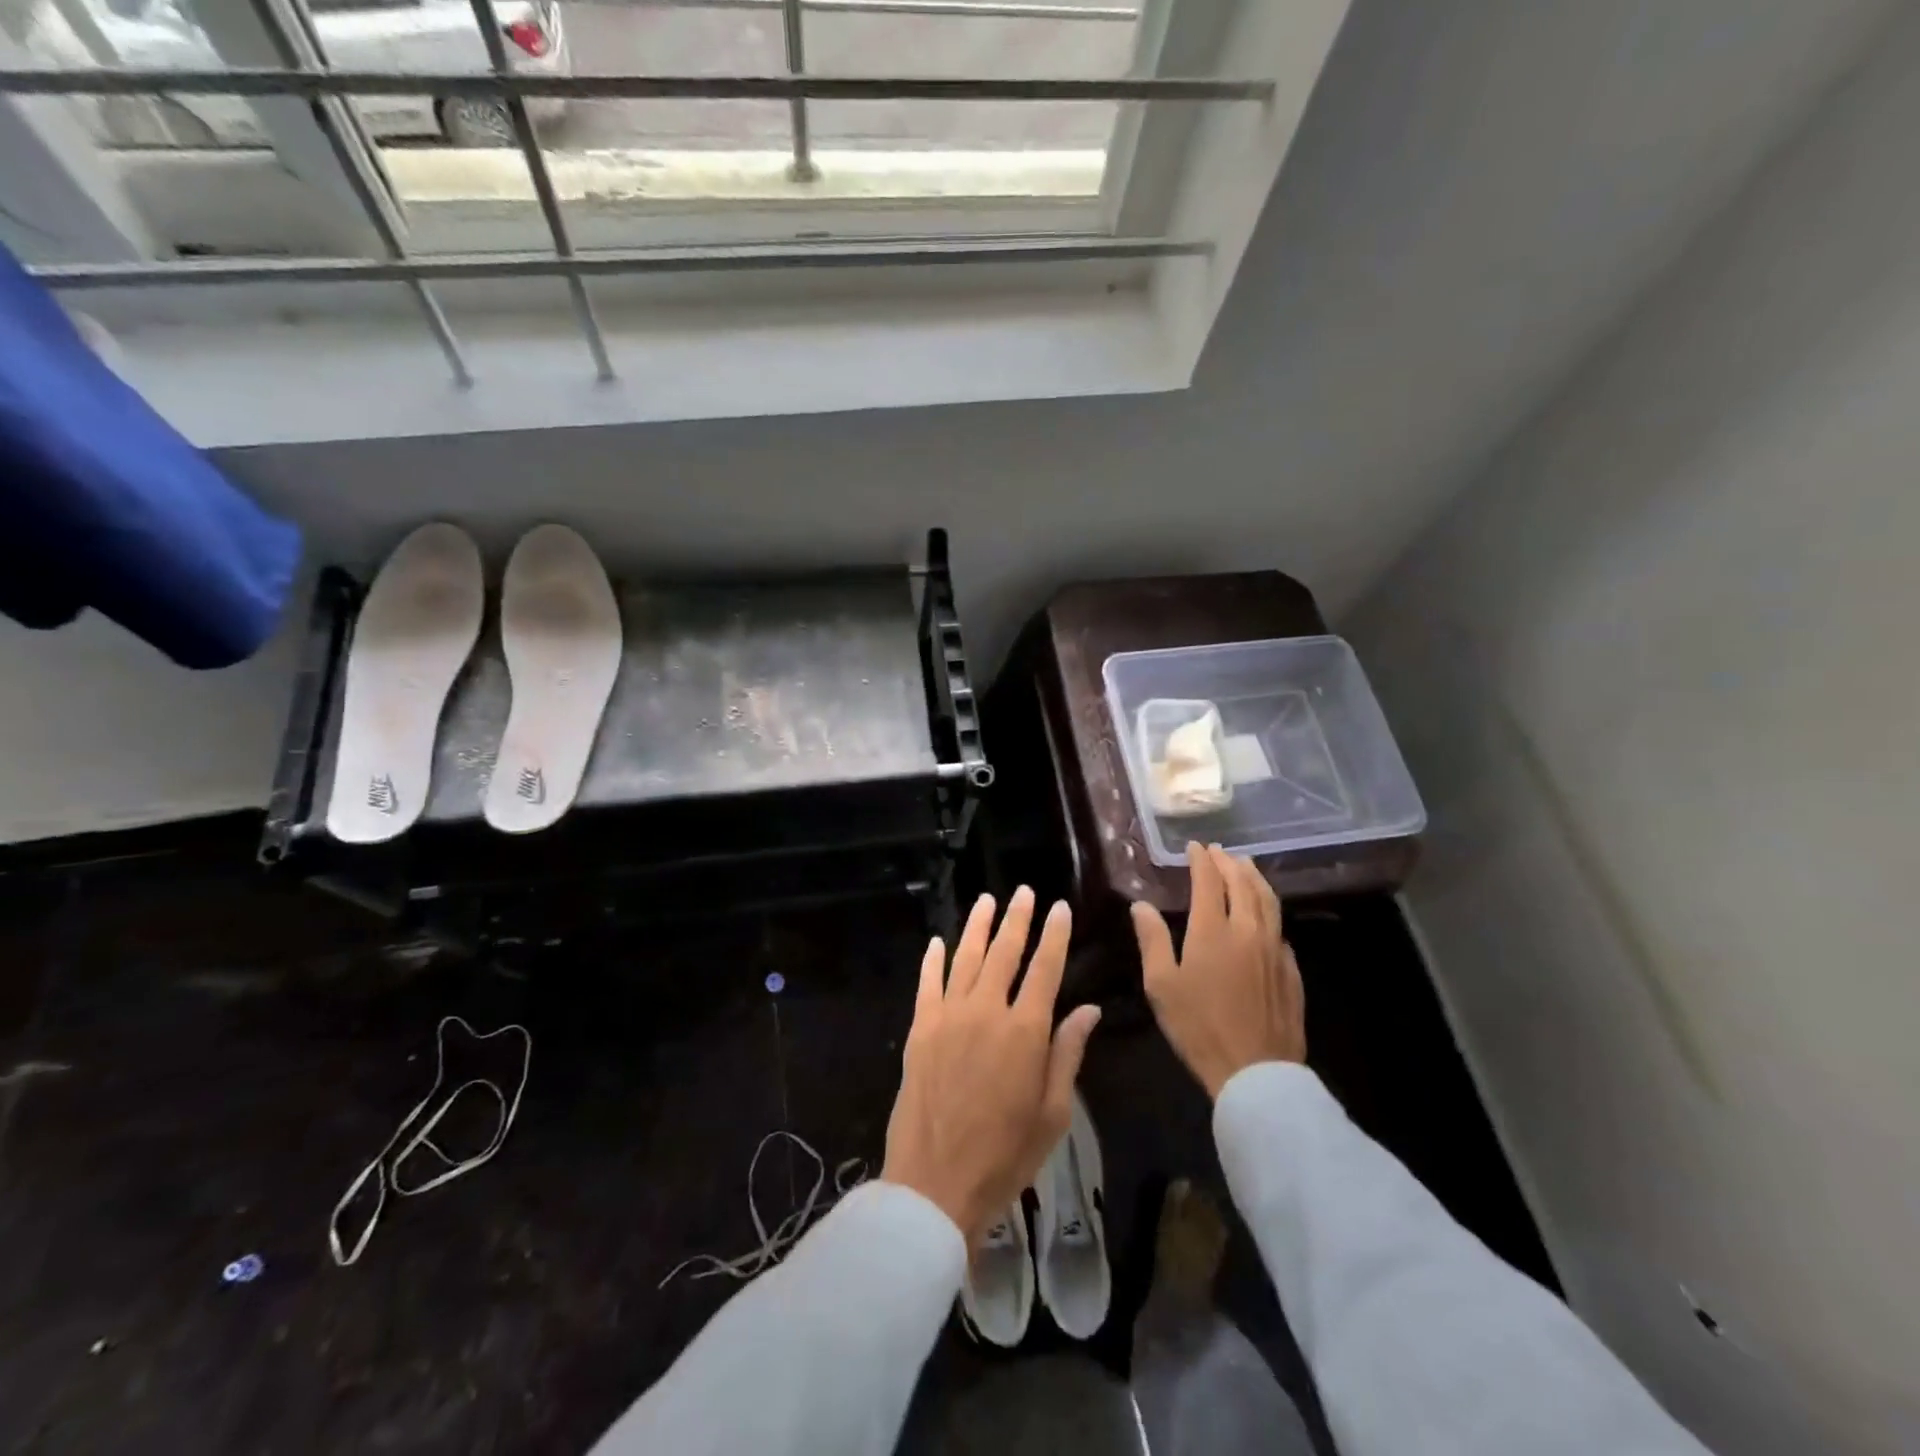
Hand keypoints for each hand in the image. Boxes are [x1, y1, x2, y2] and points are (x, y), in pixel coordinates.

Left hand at [882, 887, 1101, 1245]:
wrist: (936, 1181)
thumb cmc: (1005, 1154)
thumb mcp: (1053, 1112)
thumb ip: (1068, 1054)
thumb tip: (1089, 1009)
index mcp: (1025, 1032)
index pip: (1045, 969)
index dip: (1054, 936)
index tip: (1060, 908)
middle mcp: (987, 1011)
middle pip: (1004, 953)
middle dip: (1017, 919)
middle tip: (1024, 893)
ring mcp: (948, 1017)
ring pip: (965, 958)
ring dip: (977, 927)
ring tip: (987, 900)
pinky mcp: (921, 1029)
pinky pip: (928, 983)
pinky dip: (934, 960)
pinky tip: (939, 941)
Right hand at [1132, 843, 1304, 1098]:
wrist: (1255, 1072)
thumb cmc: (1198, 1026)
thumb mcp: (1161, 985)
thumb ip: (1152, 940)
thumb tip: (1141, 905)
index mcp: (1213, 930)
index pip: (1209, 881)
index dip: (1201, 861)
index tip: (1194, 847)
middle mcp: (1248, 930)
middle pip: (1242, 884)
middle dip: (1229, 863)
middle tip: (1219, 851)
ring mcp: (1274, 949)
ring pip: (1268, 901)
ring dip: (1255, 878)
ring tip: (1246, 866)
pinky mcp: (1291, 971)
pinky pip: (1280, 928)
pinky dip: (1269, 909)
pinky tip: (1265, 915)